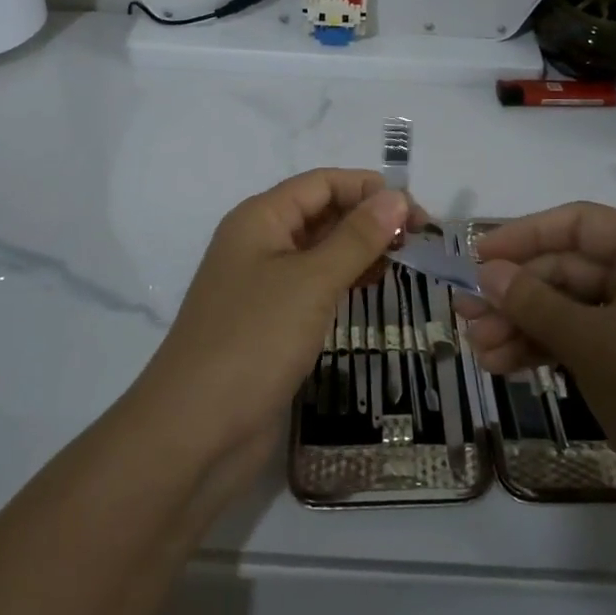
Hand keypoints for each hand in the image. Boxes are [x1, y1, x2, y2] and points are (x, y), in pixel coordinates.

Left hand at [135, 169, 414, 489]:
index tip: (417, 213)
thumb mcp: (311, 281)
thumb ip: (357, 237)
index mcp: (260, 218)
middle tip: (420, 241)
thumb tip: (397, 195)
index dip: (369, 189)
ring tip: (406, 262)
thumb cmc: (254, 340)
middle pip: (322, 213)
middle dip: (369, 219)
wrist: (195, 431)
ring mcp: (263, 284)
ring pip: (320, 250)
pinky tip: (374, 289)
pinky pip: (314, 286)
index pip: (322, 183)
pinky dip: (345, 280)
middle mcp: (259, 242)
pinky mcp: (271, 322)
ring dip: (361, 250)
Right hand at [456, 202, 615, 510]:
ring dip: (522, 325)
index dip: (524, 236)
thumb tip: (485, 272)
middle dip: (515, 294)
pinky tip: (502, 364)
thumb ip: (533, 301)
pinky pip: (581, 337)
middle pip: (567, 269)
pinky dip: (544, 347)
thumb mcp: (590, 344)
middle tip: (466, 315)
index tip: (477, 256)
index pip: (578, 224)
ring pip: (568, 307)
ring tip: (477, 349)